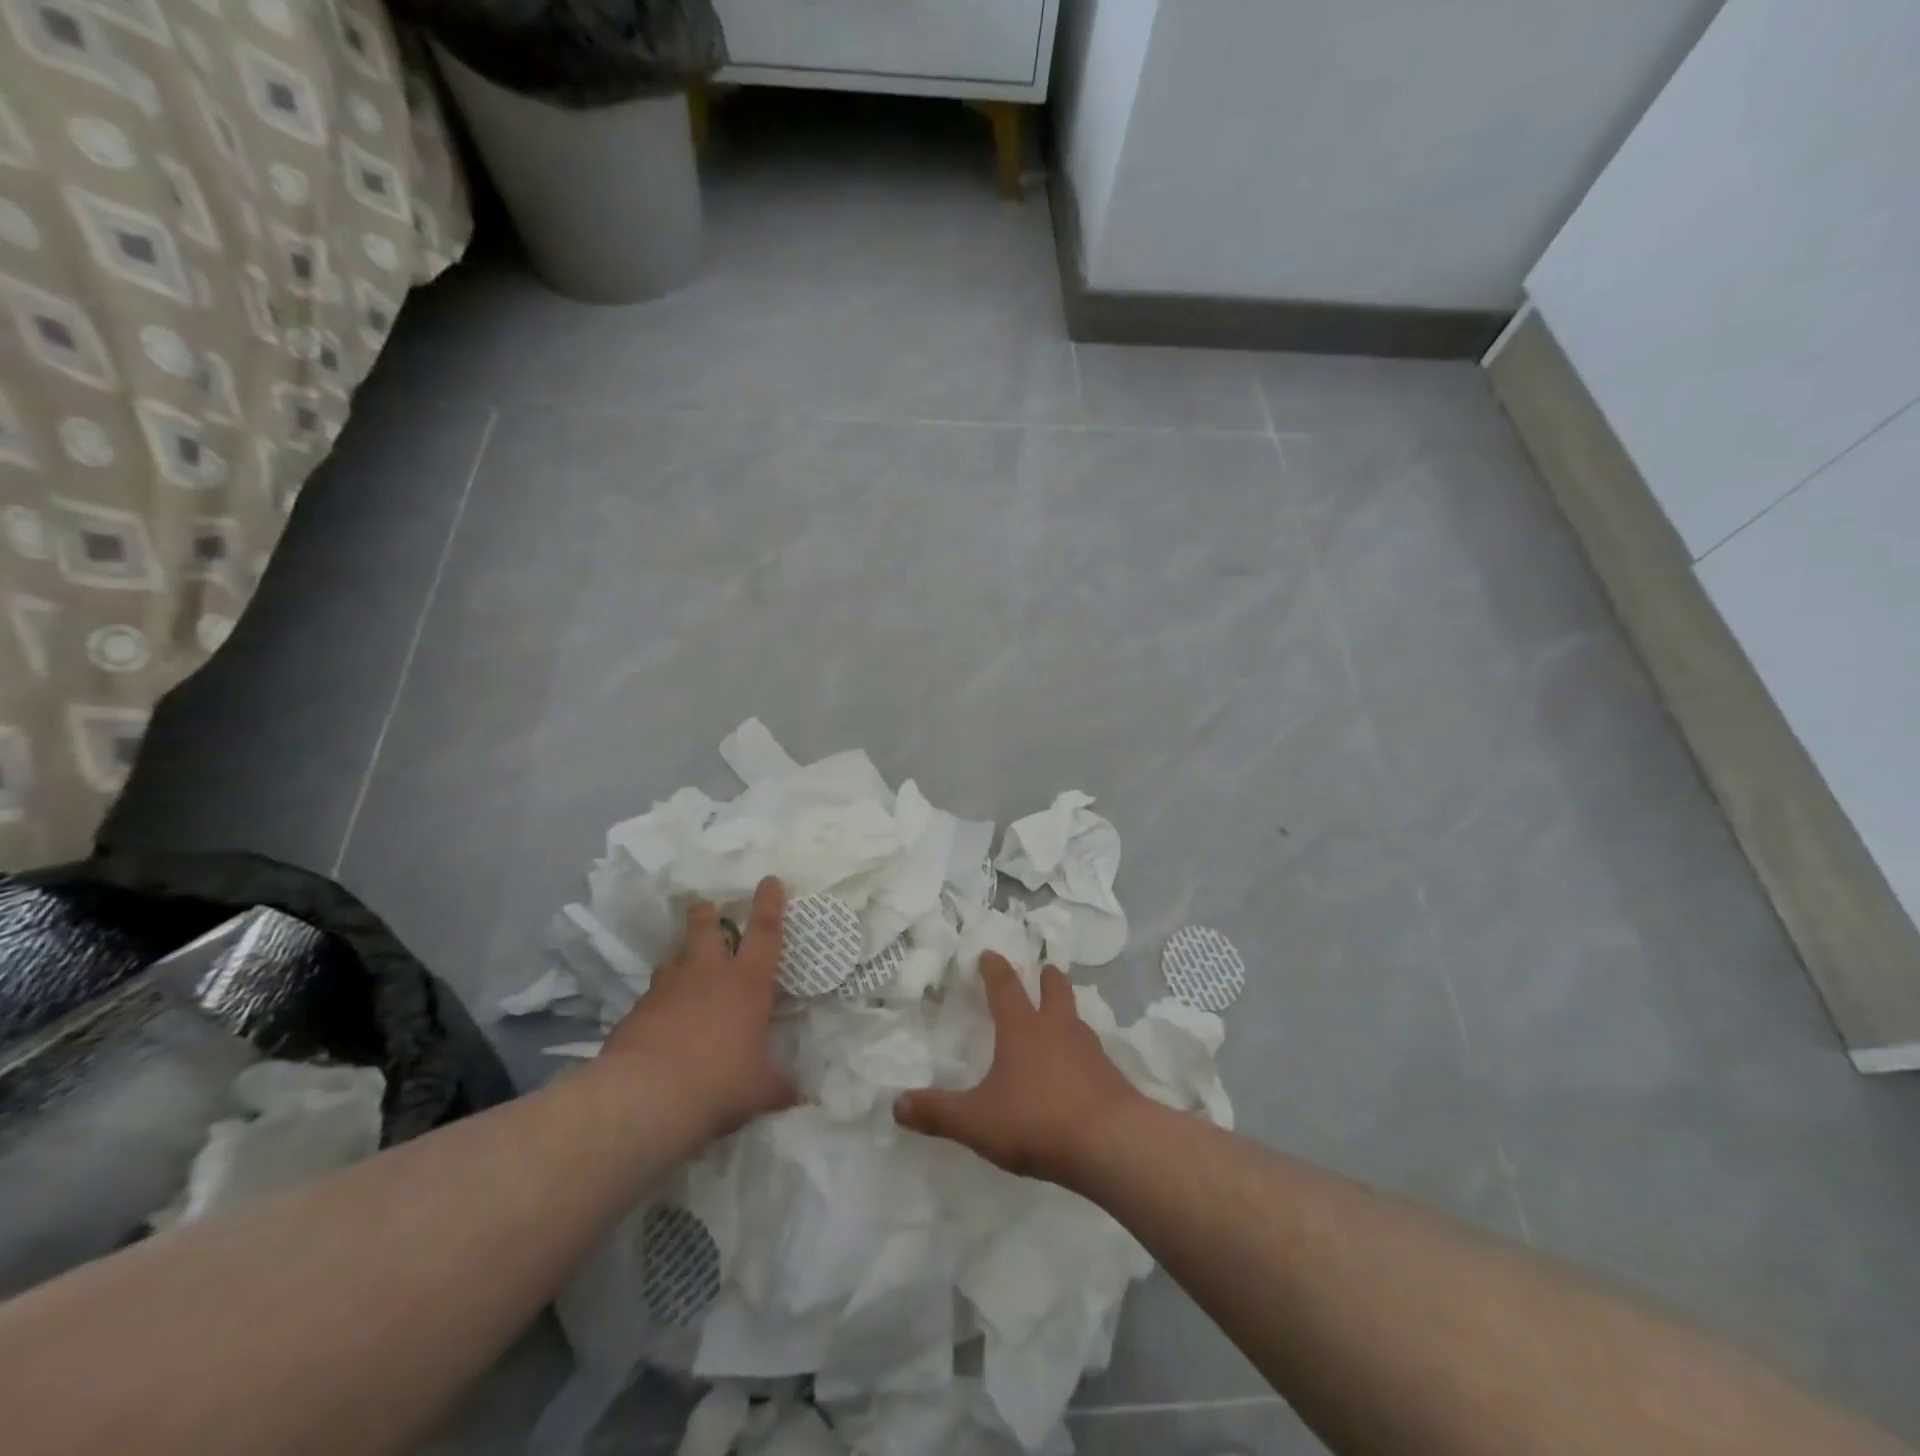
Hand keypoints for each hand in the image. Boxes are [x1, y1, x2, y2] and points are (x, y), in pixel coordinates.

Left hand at [599, 877, 797, 1140]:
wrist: (647, 1098)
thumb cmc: (720, 1082)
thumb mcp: (761, 1089)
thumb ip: (780, 1087)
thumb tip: (803, 1100)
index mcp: (747, 982)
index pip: (765, 932)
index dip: (769, 903)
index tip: (769, 880)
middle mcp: (707, 975)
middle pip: (706, 929)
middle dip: (706, 915)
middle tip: (704, 906)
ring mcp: (667, 990)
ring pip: (673, 961)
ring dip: (679, 962)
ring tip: (681, 973)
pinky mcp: (635, 1013)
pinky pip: (651, 999)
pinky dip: (657, 1005)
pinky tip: (658, 1025)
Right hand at [893, 951, 1143, 1182]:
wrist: (1110, 1143)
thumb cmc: (1036, 1120)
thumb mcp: (976, 1121)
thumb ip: (938, 1112)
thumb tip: (896, 1106)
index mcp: (1022, 1029)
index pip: (1005, 988)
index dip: (995, 969)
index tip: (989, 954)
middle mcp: (1058, 1030)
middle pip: (1055, 991)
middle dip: (1047, 978)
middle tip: (1045, 968)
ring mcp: (1090, 1052)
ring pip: (1077, 1020)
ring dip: (1067, 1014)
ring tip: (1062, 1018)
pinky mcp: (1111, 1078)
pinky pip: (1093, 1055)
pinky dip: (1083, 1052)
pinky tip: (1081, 1069)